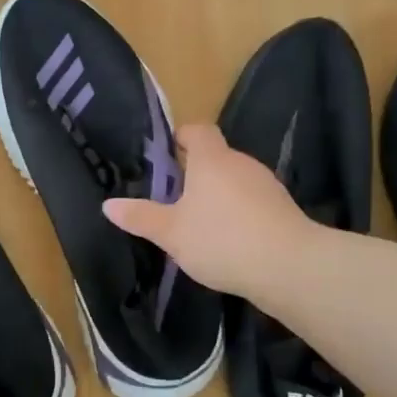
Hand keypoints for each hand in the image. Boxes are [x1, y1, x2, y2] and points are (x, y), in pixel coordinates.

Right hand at [103, 124, 311, 299]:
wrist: (288, 266)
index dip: (180, 137)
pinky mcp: (282, 208)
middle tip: (171, 198)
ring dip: (217, 194)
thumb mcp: (171, 233)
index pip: (197, 131)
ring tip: (197, 223)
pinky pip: (251, 201)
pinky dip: (237, 212)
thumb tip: (108, 205)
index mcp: (211, 159)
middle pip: (215, 157)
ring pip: (234, 180)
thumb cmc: (221, 240)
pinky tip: (227, 240)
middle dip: (194, 173)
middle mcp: (241, 163)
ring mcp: (266, 184)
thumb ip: (140, 217)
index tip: (165, 154)